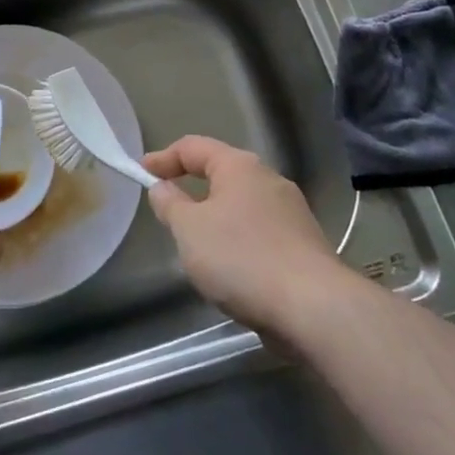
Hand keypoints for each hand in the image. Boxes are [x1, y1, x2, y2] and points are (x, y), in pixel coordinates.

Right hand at [142, 136, 345, 347]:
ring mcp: (291, 212)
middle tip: (167, 207)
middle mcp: (269, 180)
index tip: (140, 172)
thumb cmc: (241, 257)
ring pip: (242, 205)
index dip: (163, 157)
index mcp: (240, 166)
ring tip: (195, 243)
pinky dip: (238, 241)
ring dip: (216, 217)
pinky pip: (259, 232)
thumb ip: (170, 204)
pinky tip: (229, 268)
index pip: (193, 147)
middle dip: (192, 187)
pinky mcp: (303, 245)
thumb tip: (162, 187)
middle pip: (222, 173)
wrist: (313, 307)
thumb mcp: (189, 229)